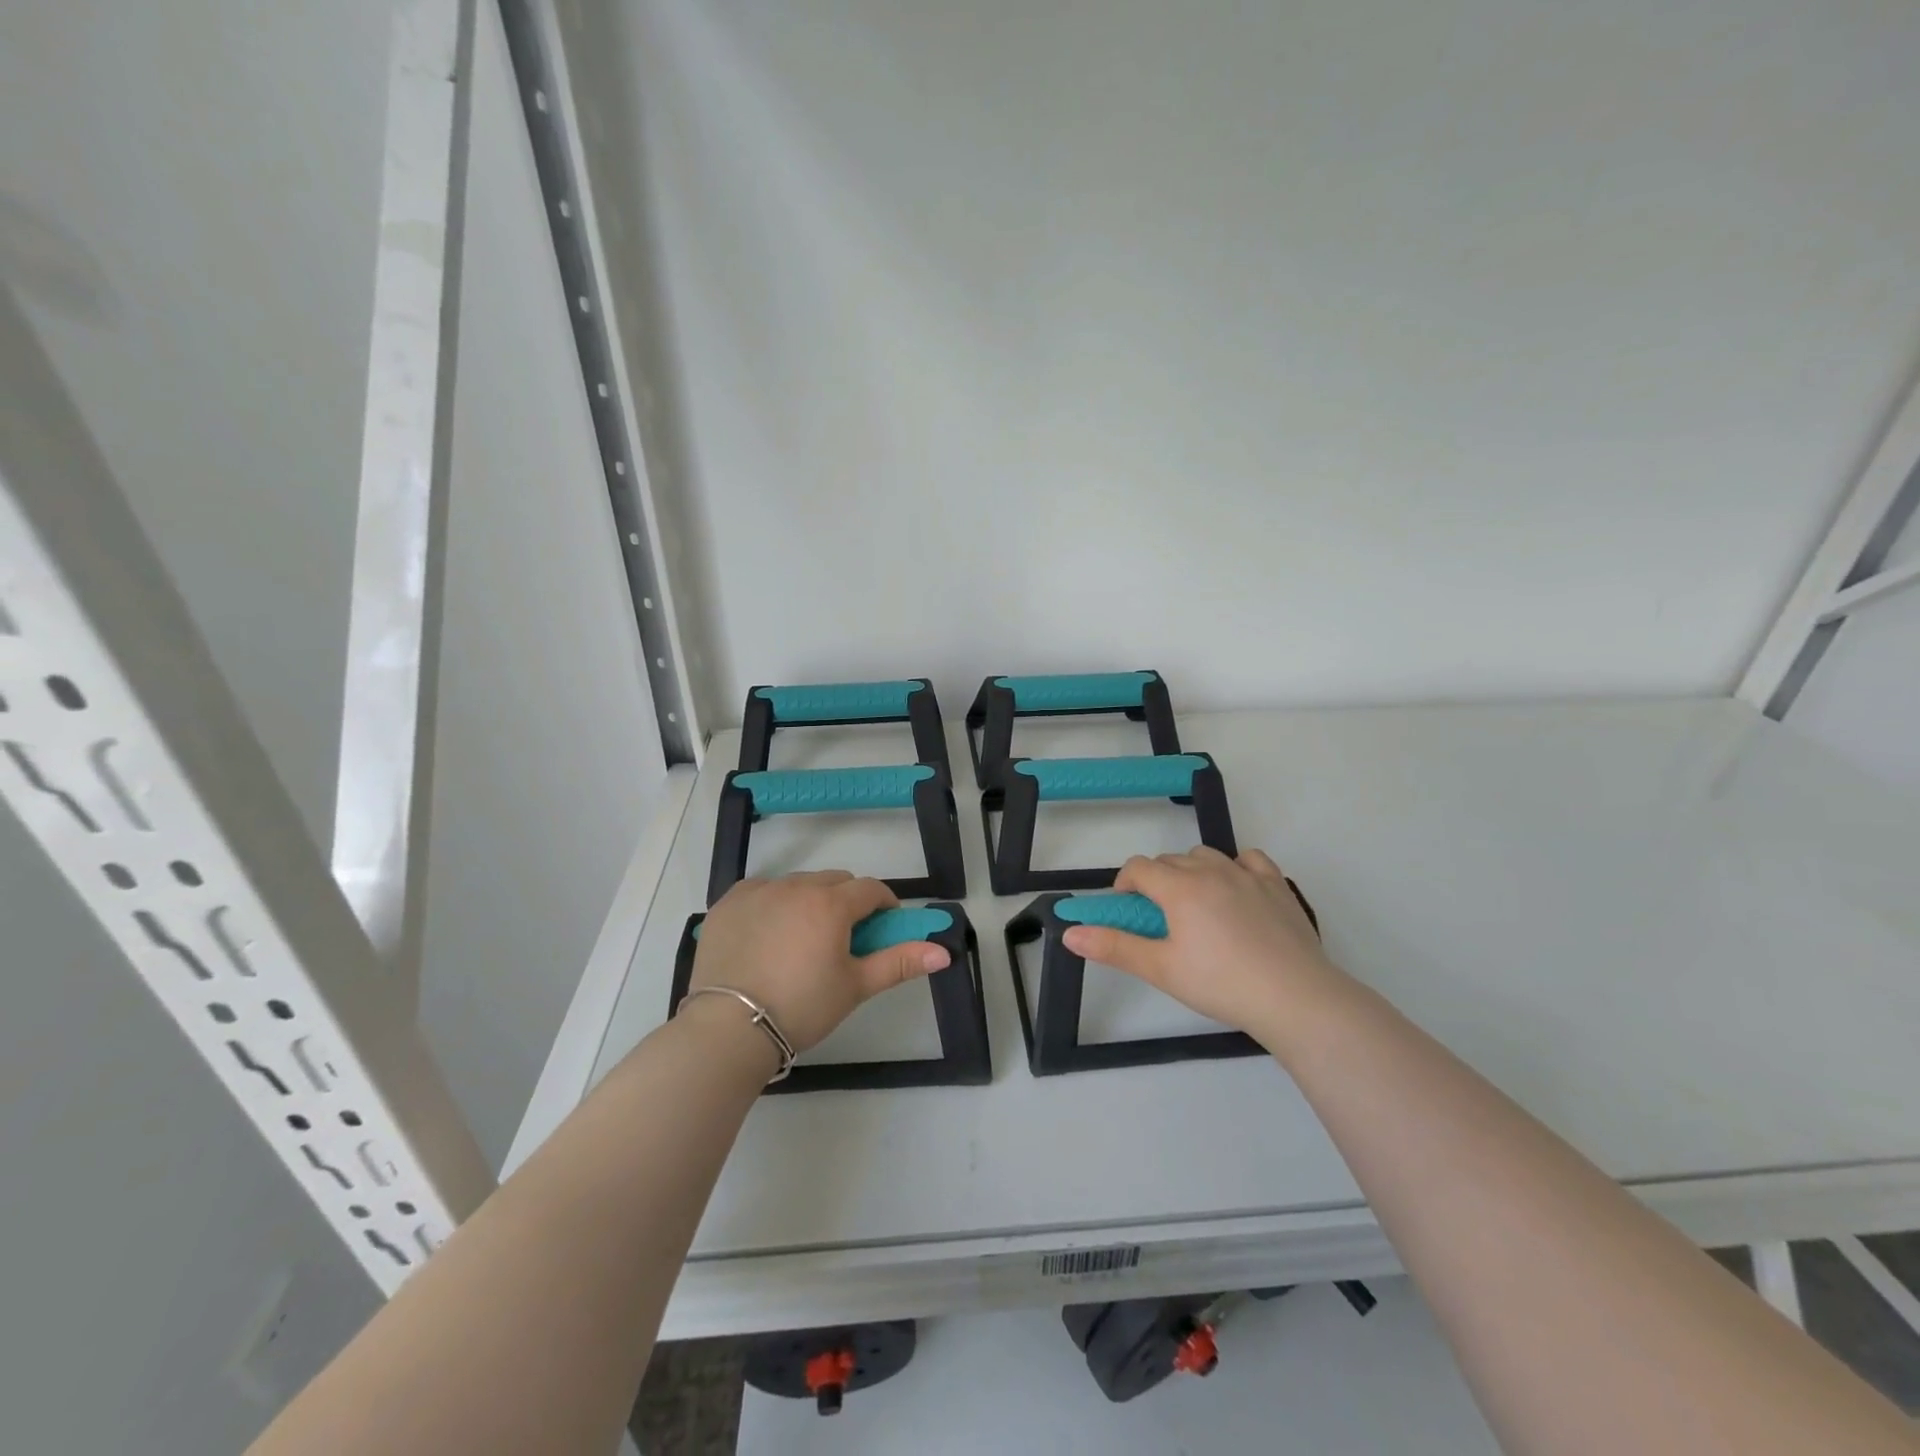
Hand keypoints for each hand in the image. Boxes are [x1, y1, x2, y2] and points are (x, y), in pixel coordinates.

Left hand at [689, 871, 950, 1053]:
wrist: (728, 1028)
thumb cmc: (802, 1007)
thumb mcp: (855, 987)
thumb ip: (899, 962)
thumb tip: (943, 952)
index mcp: (831, 904)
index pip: (871, 889)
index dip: (884, 904)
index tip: (883, 927)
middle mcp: (795, 886)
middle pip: (835, 881)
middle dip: (847, 901)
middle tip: (842, 938)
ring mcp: (758, 891)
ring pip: (798, 883)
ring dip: (809, 900)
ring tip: (802, 939)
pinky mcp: (728, 903)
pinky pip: (761, 890)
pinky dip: (772, 903)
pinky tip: (767, 934)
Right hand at [1060, 846, 1344, 1046]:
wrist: (1296, 997)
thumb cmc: (1221, 984)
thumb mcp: (1161, 969)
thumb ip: (1114, 947)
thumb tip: (1069, 933)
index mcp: (1179, 887)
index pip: (1139, 868)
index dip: (1125, 885)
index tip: (1128, 911)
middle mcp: (1211, 870)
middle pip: (1169, 861)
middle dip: (1156, 882)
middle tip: (1160, 922)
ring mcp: (1247, 874)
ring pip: (1206, 856)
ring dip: (1191, 872)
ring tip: (1196, 908)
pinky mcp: (1277, 885)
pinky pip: (1248, 859)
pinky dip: (1235, 867)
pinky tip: (1236, 891)